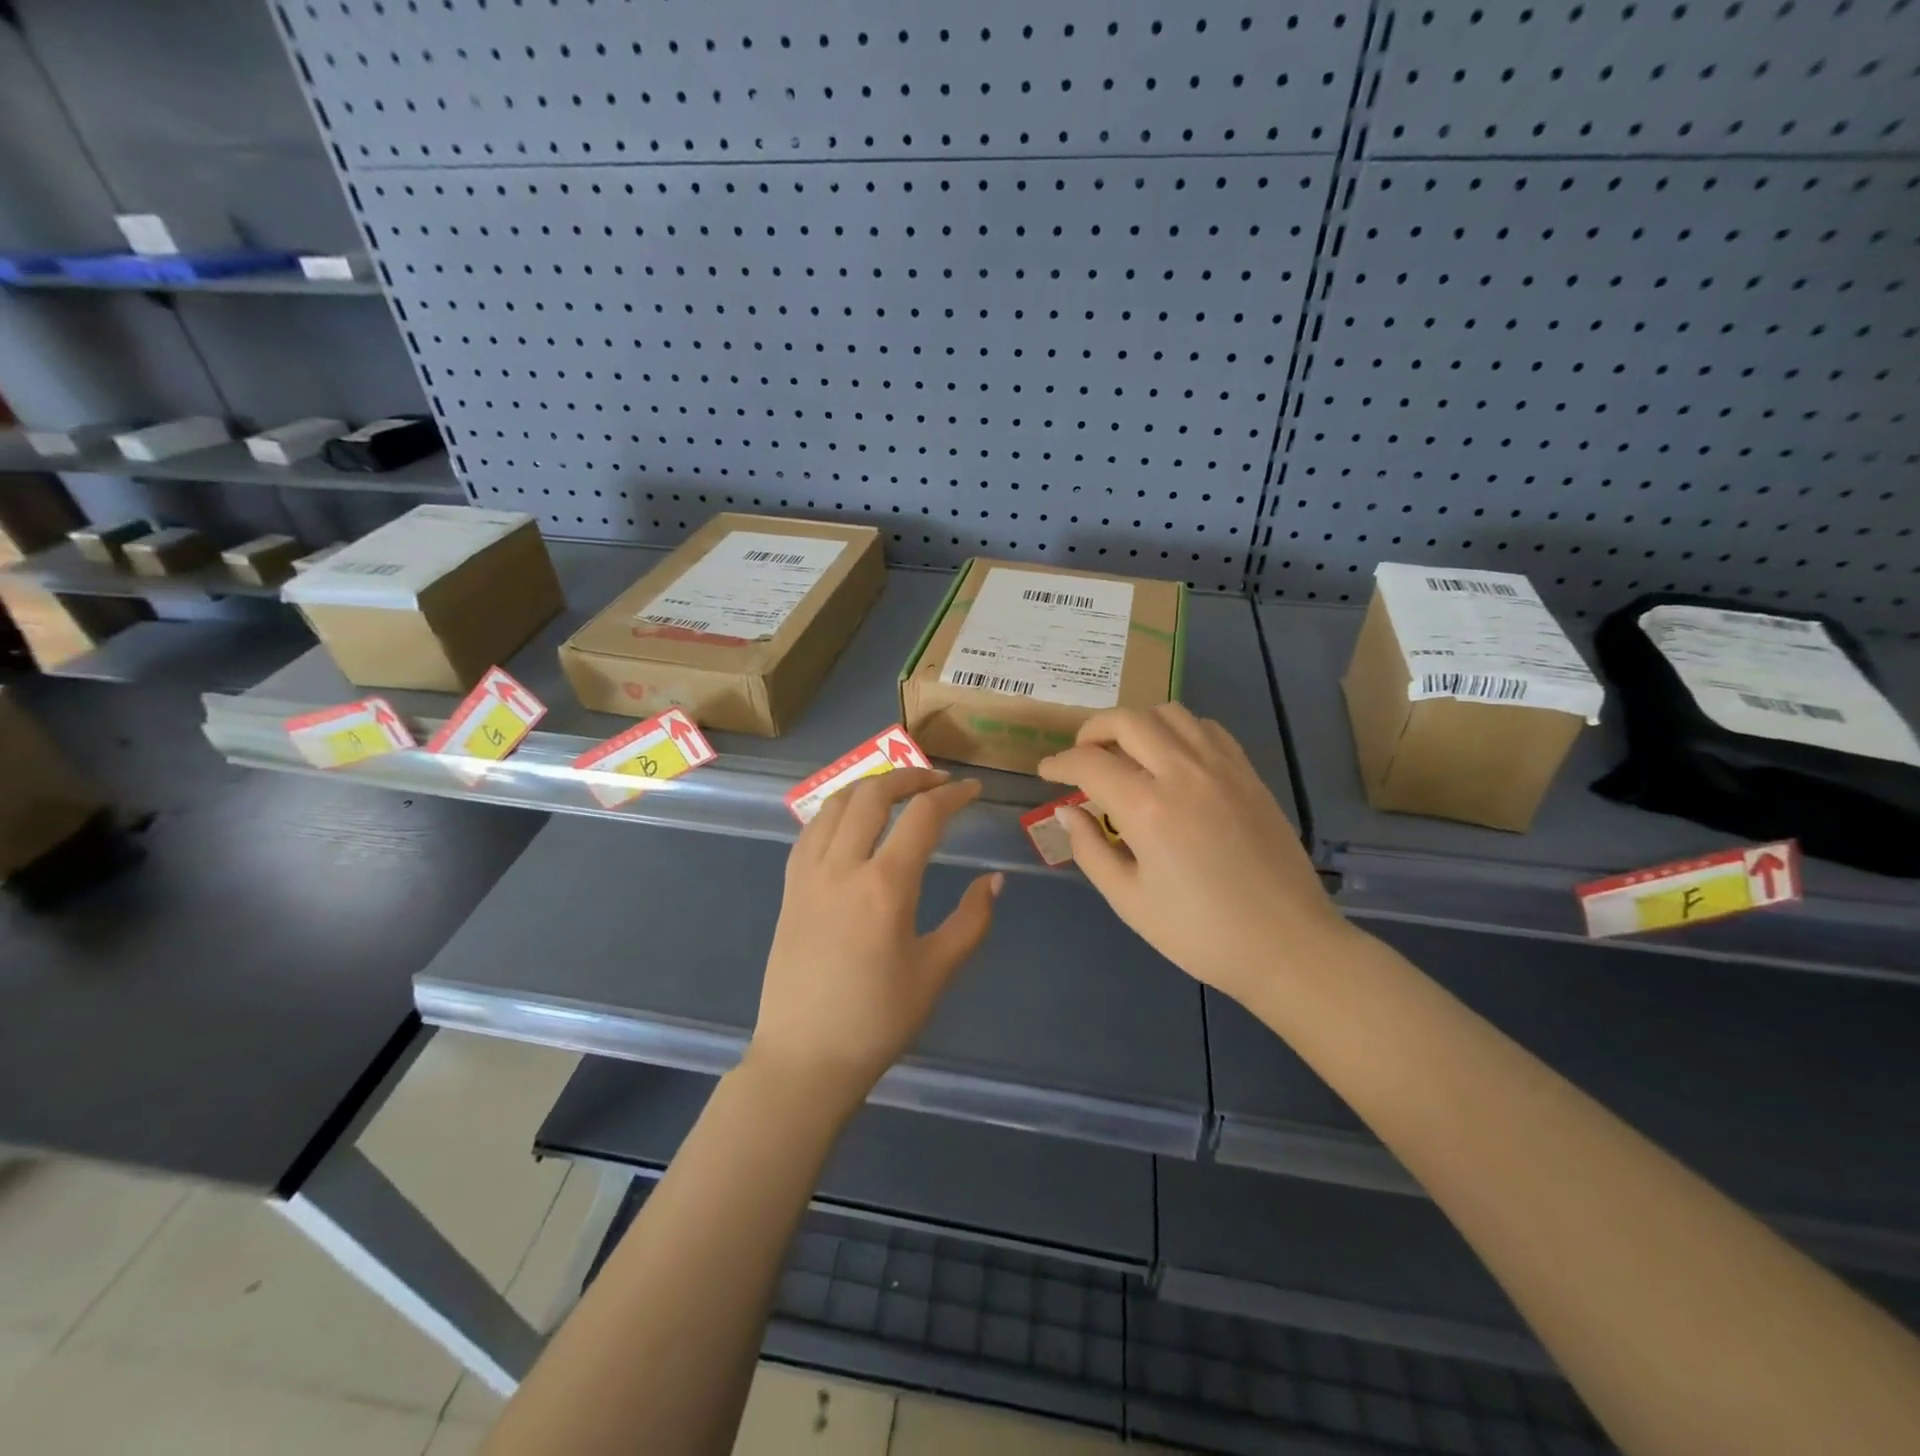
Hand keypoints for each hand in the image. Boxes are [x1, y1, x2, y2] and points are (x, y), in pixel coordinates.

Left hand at [749, 767, 1001, 1111]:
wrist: (805, 1058)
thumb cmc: (878, 1020)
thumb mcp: (937, 972)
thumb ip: (971, 920)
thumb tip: (995, 880)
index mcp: (884, 885)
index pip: (922, 816)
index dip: (952, 795)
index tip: (973, 790)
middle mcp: (842, 866)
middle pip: (873, 794)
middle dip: (910, 777)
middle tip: (938, 782)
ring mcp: (808, 874)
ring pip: (835, 803)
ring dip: (870, 787)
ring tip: (896, 792)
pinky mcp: (789, 888)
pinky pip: (811, 830)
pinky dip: (837, 810)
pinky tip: (852, 823)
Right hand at [1038, 704, 1353, 1005]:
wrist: (1287, 945)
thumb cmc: (1201, 933)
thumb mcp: (1130, 901)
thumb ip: (1090, 850)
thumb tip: (1067, 812)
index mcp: (1149, 808)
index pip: (1089, 763)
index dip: (1059, 763)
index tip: (1046, 772)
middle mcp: (1184, 773)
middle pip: (1127, 720)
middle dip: (1092, 730)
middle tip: (1081, 755)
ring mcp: (1222, 768)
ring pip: (1170, 713)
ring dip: (1137, 724)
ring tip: (1125, 752)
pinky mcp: (1249, 774)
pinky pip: (1207, 729)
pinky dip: (1179, 731)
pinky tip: (1173, 759)